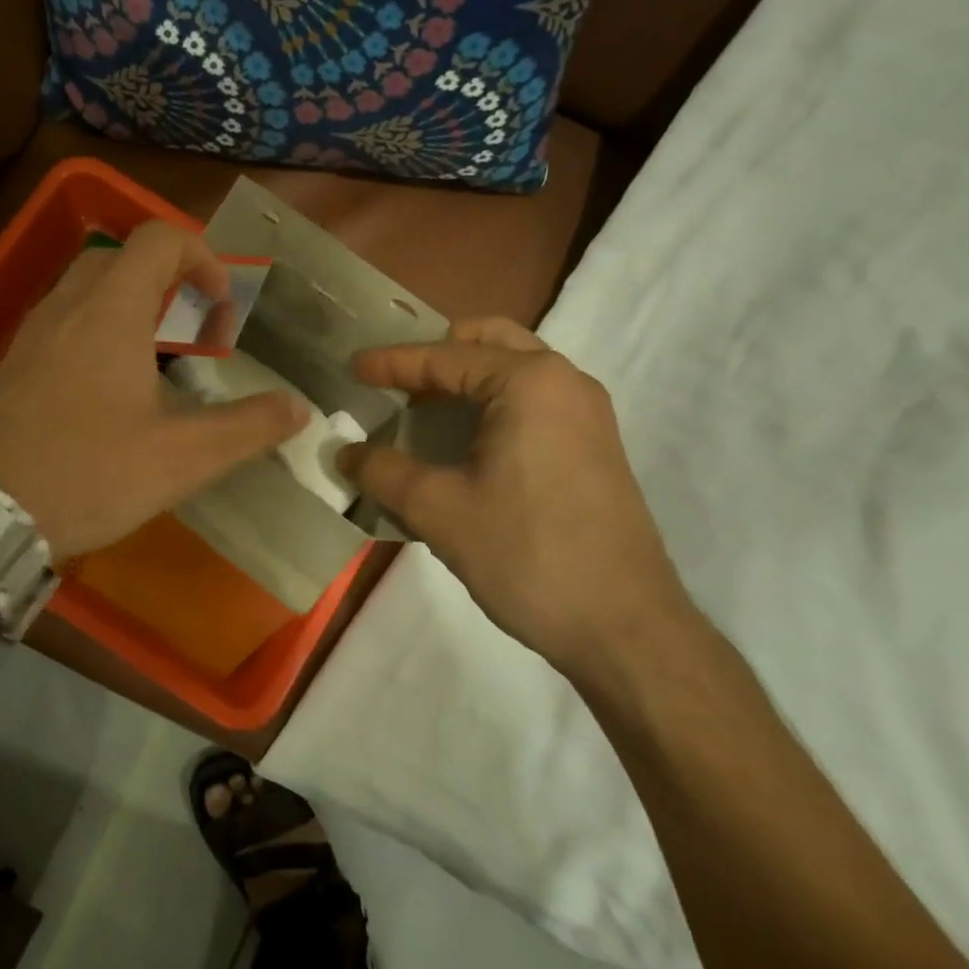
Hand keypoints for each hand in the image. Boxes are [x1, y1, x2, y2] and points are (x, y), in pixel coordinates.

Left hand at [0, 221, 307, 559]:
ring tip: (163, 363)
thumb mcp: (182, 457)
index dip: (202, 258)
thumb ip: (246, 428)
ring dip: (134, 308)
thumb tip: (297, 409)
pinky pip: (66, 322)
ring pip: (90, 290)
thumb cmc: (88, 472)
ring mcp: (33, 334)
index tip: (223, 308)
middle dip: (170, 282)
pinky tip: (115, 392)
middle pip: (122, 259)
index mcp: (111, 311)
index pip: (158, 239)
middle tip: (196, 332)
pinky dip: (102, 333)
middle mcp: (67, 307)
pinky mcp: (15, 365)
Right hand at [339, 318, 695, 681]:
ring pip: (516, 370)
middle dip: (438, 354)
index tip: (352, 367)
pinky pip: (534, 402)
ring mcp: (587, 414)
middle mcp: (565, 382)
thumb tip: (344, 452)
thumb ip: (384, 471)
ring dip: (466, 380)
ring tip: (421, 412)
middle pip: (490, 342)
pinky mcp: (594, 447)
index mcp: (529, 382)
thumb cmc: (527, 555)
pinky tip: (464, 444)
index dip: (392, 362)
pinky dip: (493, 405)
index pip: (445, 357)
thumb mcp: (440, 511)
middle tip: (396, 381)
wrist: (624, 627)